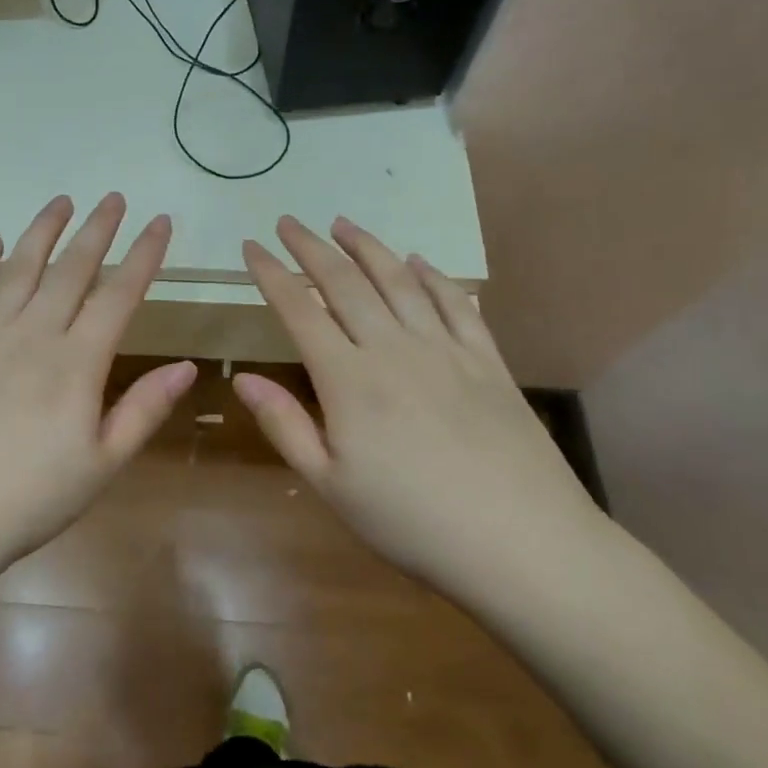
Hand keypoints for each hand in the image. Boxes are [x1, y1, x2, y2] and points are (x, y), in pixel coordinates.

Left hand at [0, 194, 197, 573]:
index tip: (159, 221)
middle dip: (97, 229)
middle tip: (113, 197)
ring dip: (42, 231)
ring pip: (19, 268)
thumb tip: (187, 366)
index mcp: (76, 363)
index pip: (119, 294)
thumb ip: (144, 410)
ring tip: (60, 201)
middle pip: (71, 269)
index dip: (143, 255)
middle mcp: (31, 334)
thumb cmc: (26, 501)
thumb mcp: (101, 466)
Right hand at [235, 216, 606, 603]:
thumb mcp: (331, 486)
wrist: (525, 546)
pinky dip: (434, 276)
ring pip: (399, 281)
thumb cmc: (413, 523)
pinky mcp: (488, 361)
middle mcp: (393, 349)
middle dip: (311, 247)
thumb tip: (242, 379)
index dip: (270, 274)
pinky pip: (456, 304)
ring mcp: (445, 350)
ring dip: (367, 247)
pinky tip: (419, 261)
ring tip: (343, 223)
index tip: (250, 246)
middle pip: (345, 283)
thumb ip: (285, 426)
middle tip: (289, 221)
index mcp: (348, 380)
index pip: (299, 310)